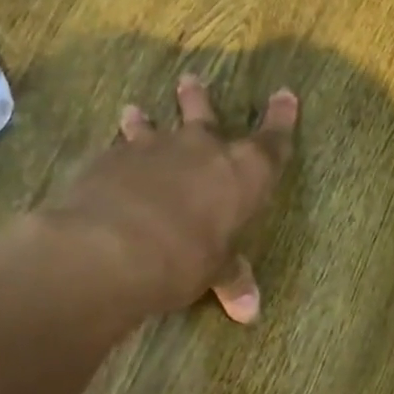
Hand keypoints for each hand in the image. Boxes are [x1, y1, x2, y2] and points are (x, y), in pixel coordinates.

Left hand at [22, 76, 298, 323]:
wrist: (113, 246)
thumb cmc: (185, 258)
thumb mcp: (214, 271)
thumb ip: (230, 278)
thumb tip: (251, 312)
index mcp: (243, 173)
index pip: (272, 141)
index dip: (282, 118)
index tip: (286, 93)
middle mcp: (203, 149)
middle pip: (205, 115)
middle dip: (199, 99)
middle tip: (190, 80)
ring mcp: (154, 148)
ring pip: (154, 125)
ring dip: (146, 118)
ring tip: (135, 110)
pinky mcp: (112, 158)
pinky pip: (118, 147)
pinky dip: (116, 148)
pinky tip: (107, 153)